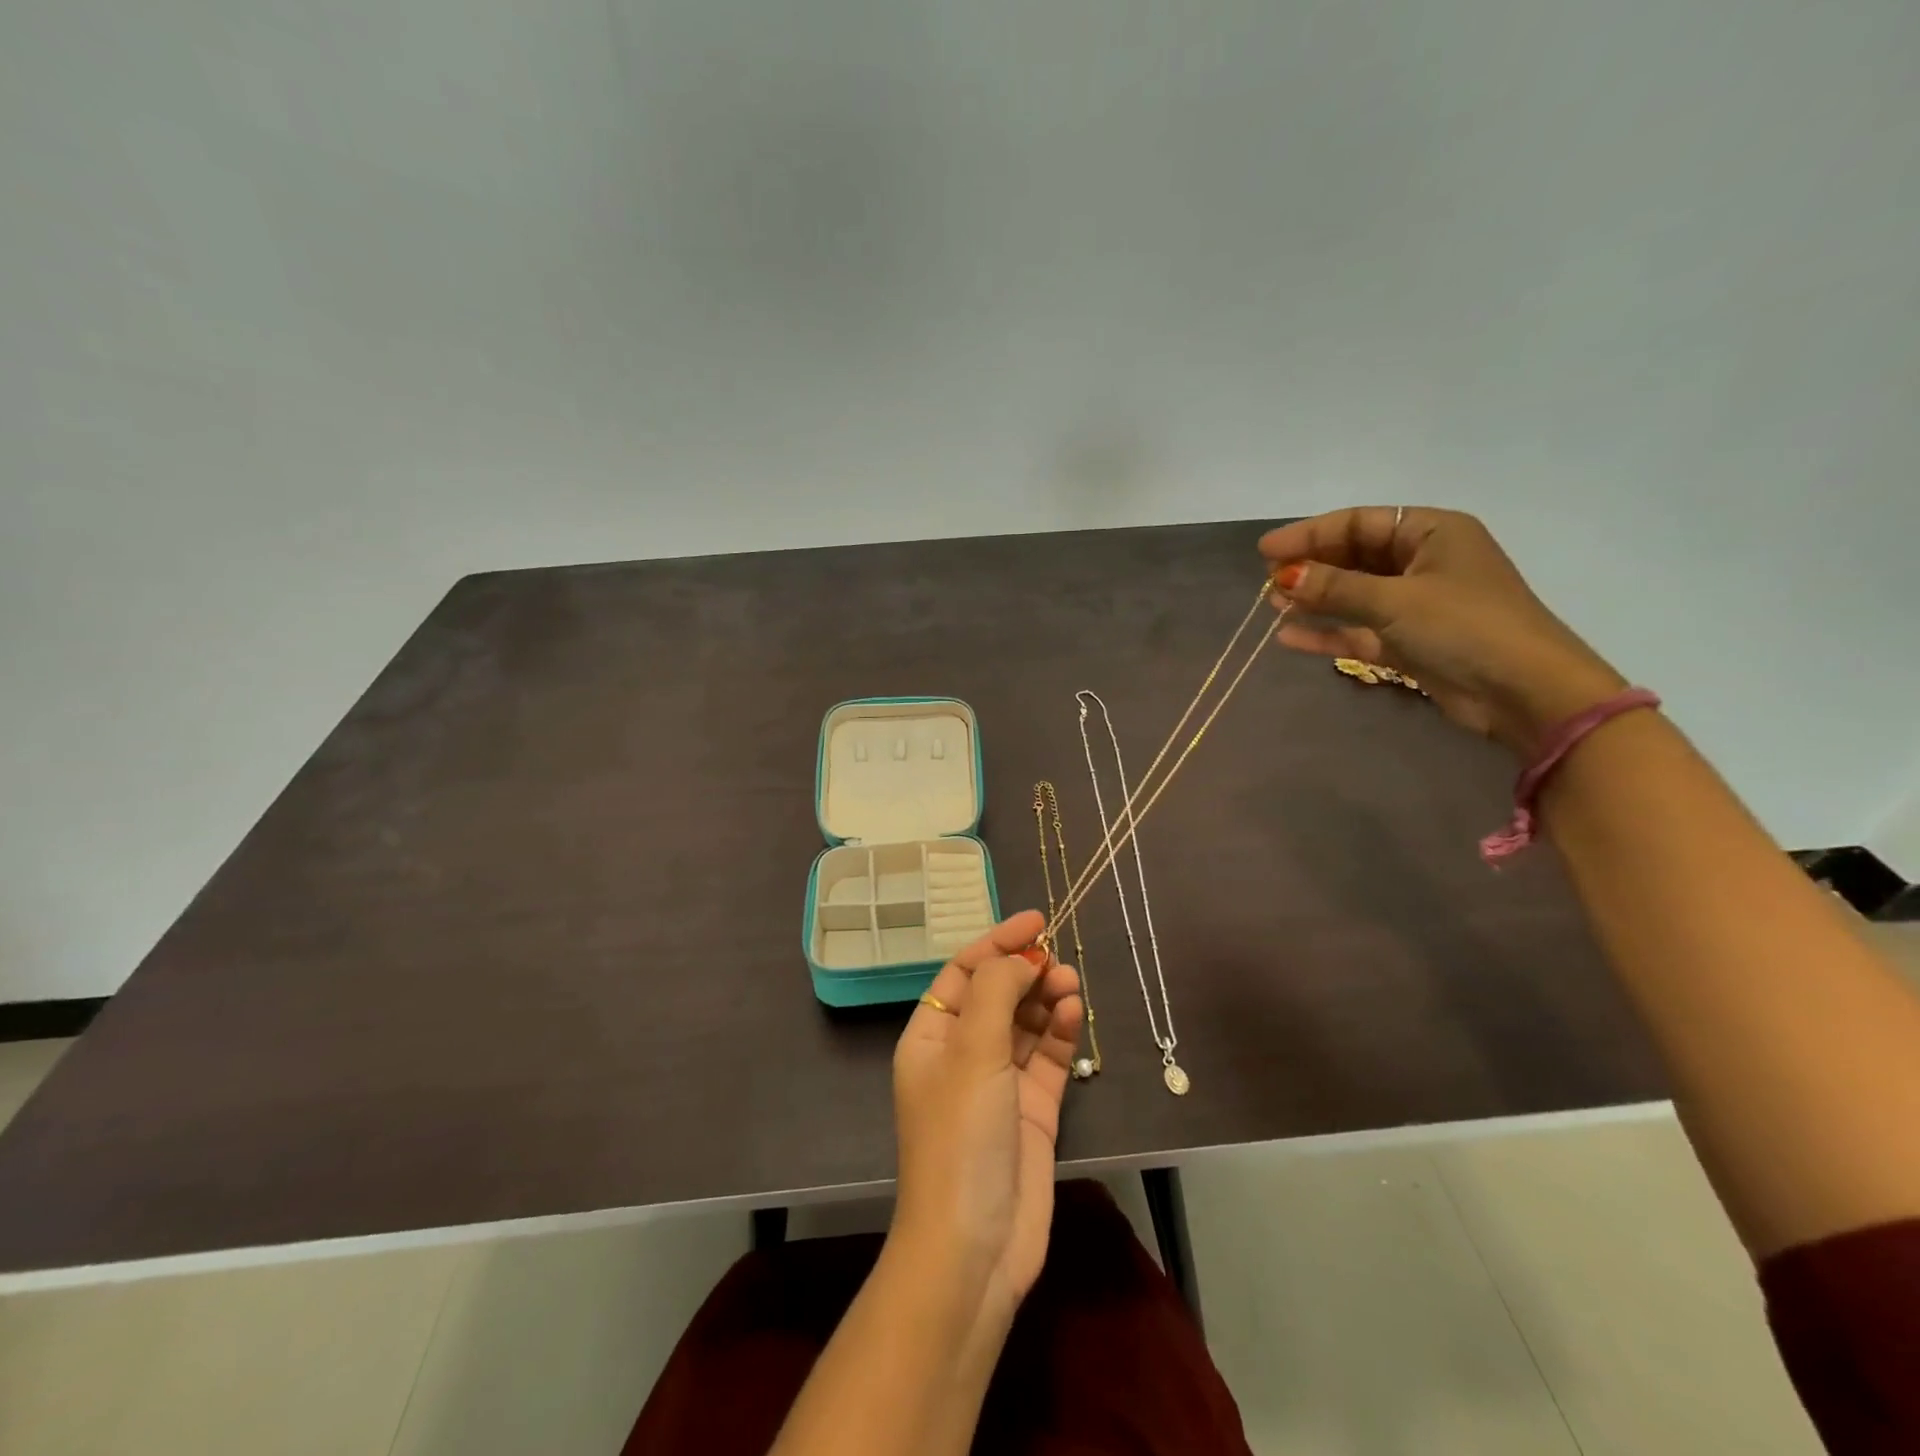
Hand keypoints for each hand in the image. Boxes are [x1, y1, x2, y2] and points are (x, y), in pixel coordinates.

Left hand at [889, 909, 1083, 1329]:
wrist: (974, 1247)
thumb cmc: (960, 1136)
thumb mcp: (971, 1052)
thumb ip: (996, 991)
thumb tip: (1021, 957)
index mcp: (931, 1036)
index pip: (964, 971)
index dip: (997, 942)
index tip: (1036, 920)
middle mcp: (962, 1054)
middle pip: (997, 994)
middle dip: (1026, 971)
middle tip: (1059, 959)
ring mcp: (999, 1083)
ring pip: (1026, 1023)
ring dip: (1047, 998)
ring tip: (1071, 984)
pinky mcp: (1032, 1111)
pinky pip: (1047, 1057)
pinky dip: (1060, 1032)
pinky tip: (1075, 1013)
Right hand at [1260, 506, 1628, 755]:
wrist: (1524, 692)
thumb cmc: (1464, 627)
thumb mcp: (1394, 600)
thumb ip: (1335, 587)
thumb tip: (1283, 577)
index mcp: (1432, 532)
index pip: (1359, 523)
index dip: (1310, 534)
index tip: (1266, 551)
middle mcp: (1424, 562)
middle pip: (1354, 557)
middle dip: (1311, 568)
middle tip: (1268, 581)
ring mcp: (1416, 604)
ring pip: (1354, 595)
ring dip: (1315, 600)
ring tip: (1274, 606)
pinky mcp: (1410, 642)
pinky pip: (1359, 630)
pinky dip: (1328, 633)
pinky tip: (1290, 637)